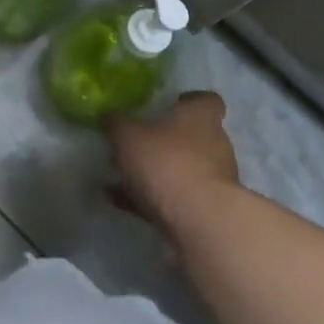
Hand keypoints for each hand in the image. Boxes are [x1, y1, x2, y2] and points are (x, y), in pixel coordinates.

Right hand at [106, 92, 241, 241]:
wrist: (199, 222)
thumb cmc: (166, 163)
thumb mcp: (127, 136)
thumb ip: (116, 123)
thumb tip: (108, 115)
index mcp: (201, 118)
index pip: (206, 100)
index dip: (190, 101)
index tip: (171, 104)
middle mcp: (214, 144)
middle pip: (194, 136)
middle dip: (167, 140)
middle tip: (137, 143)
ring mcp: (213, 180)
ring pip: (182, 170)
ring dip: (156, 173)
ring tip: (119, 178)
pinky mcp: (206, 210)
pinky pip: (174, 199)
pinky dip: (149, 199)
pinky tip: (119, 202)